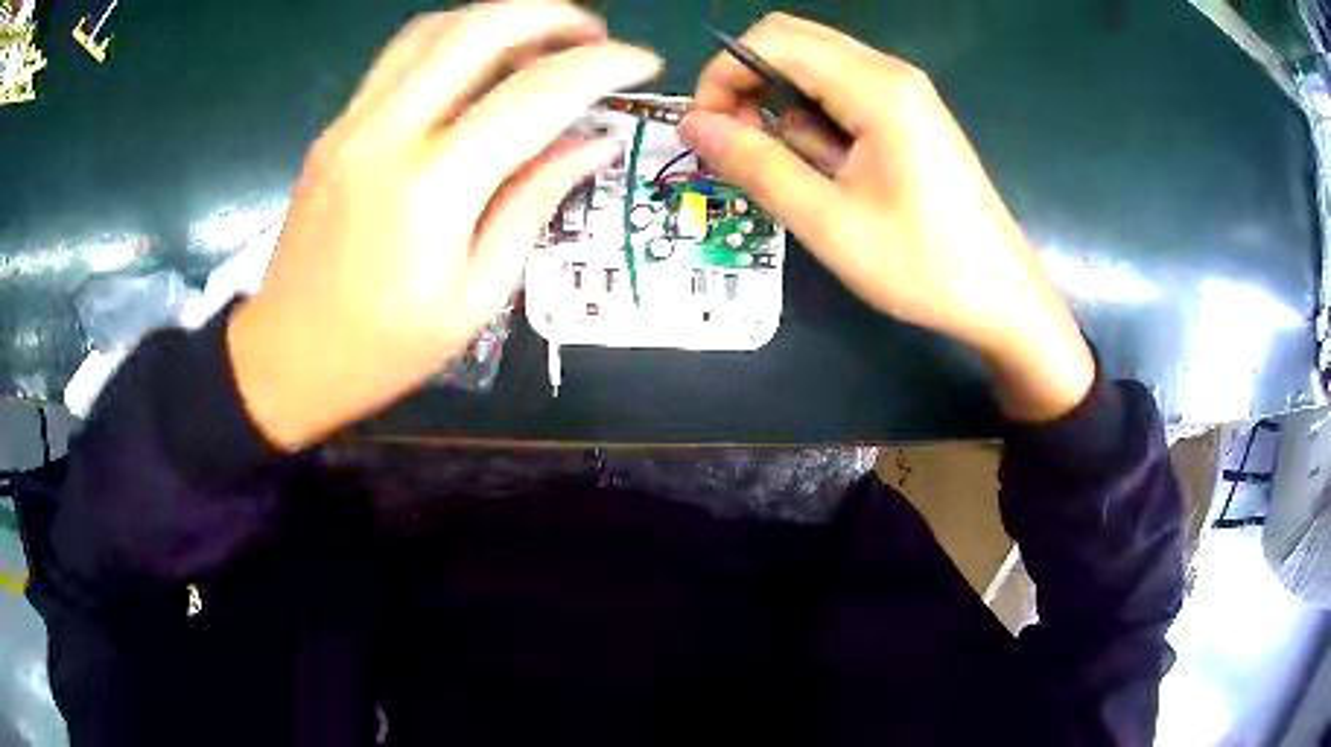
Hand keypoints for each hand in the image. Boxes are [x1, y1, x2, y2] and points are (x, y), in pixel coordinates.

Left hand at [228, 3, 661, 449]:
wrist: (285, 359)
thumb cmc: (382, 350)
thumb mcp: (475, 296)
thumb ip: (533, 204)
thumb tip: (592, 144)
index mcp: (431, 189)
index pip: (534, 95)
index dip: (601, 67)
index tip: (642, 63)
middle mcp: (387, 134)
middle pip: (479, 29)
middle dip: (551, 15)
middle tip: (593, 35)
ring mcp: (352, 124)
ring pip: (433, 28)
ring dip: (498, 18)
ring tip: (540, 43)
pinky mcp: (335, 128)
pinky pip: (401, 58)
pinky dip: (453, 42)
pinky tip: (479, 69)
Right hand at [679, 14, 1092, 421]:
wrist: (1000, 294)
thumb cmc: (922, 266)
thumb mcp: (829, 222)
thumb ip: (757, 165)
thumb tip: (693, 125)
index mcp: (876, 88)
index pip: (773, 40)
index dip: (722, 75)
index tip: (706, 132)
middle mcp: (890, 72)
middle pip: (791, 42)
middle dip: (745, 84)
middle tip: (735, 147)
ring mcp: (903, 91)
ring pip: (813, 67)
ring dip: (779, 106)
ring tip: (785, 171)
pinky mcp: (908, 114)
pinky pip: (840, 93)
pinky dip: (812, 119)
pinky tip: (823, 169)